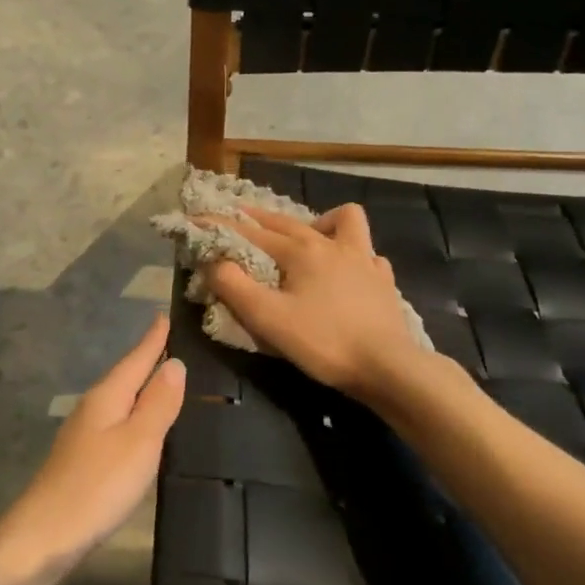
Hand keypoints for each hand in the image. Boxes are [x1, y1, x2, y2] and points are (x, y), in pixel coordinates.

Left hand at [0, 314, 185, 584]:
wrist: (44, 537)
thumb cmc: (98, 485)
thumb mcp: (139, 441)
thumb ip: (158, 402)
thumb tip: (175, 363)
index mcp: (107, 397)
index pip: (136, 358)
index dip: (154, 338)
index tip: (166, 313)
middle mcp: (94, 408)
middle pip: (127, 376)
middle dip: (149, 358)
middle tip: (176, 342)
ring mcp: (85, 435)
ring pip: (121, 400)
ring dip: (143, 388)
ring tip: (169, 379)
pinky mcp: (85, 461)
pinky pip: (117, 425)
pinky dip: (136, 417)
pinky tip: (145, 427)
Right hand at [206, 205, 425, 399]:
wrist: (387, 366)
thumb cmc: (323, 342)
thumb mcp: (268, 319)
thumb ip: (235, 287)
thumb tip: (213, 262)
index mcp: (301, 250)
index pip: (251, 232)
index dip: (222, 226)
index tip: (197, 220)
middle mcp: (332, 244)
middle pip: (288, 222)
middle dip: (259, 218)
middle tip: (239, 221)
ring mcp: (364, 259)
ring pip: (344, 221)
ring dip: (321, 223)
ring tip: (308, 241)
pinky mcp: (383, 280)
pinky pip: (368, 254)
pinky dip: (354, 256)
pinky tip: (348, 271)